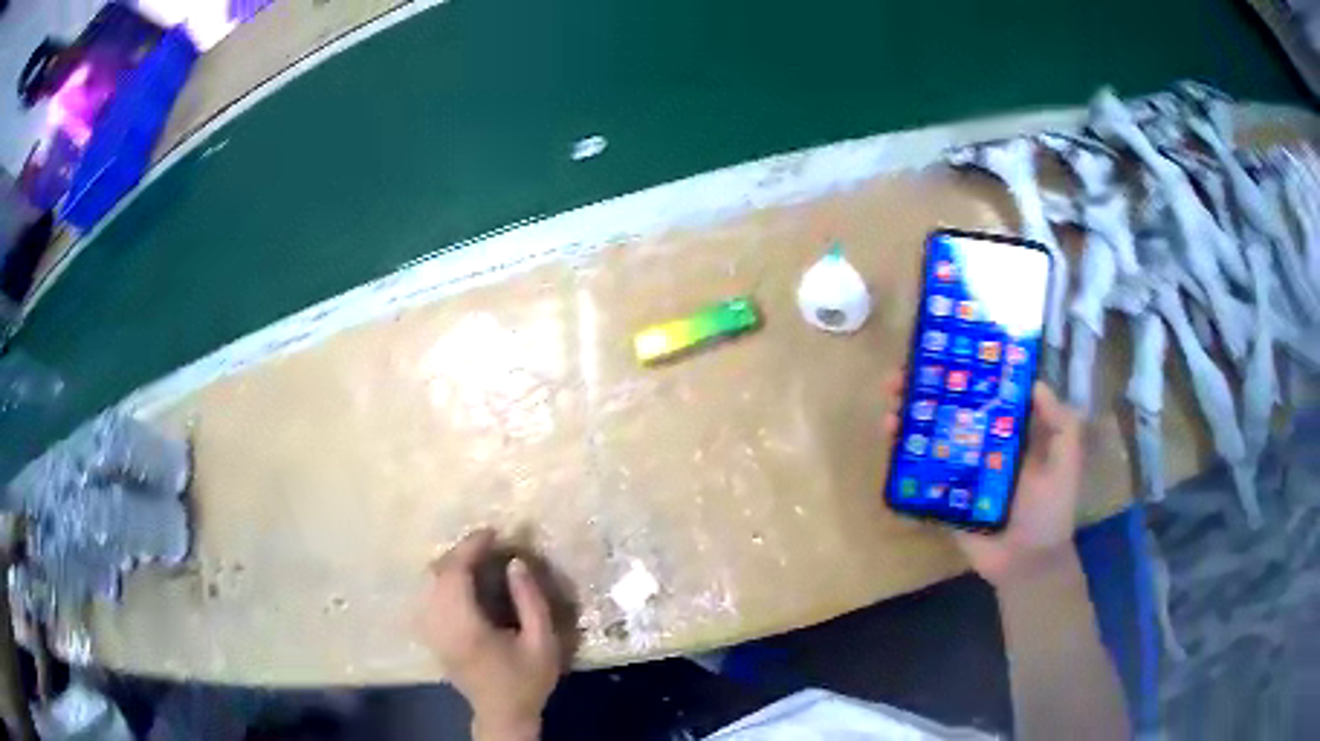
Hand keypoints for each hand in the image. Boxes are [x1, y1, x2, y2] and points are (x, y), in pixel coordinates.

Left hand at [421, 529, 561, 740]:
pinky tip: (462, 581)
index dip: (471, 547)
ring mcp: (431, 631)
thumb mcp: (542, 642)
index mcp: (466, 626)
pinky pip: (428, 595)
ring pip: (428, 582)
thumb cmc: (526, 680)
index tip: (493, 533)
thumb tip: (514, 563)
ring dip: (450, 564)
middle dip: (460, 551)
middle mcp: (440, 624)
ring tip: (476, 558)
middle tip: (487, 544)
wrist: (502, 714)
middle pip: (437, 573)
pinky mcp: (431, 636)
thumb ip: (530, 601)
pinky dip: (443, 579)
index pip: (456, 574)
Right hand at [884, 373, 1084, 587]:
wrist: (1029, 563)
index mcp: (1007, 433)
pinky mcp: (943, 500)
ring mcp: (959, 474)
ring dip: (907, 422)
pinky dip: (902, 463)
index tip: (941, 353)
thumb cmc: (1051, 510)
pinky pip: (920, 479)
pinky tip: (890, 445)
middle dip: (922, 393)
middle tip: (899, 379)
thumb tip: (1034, 383)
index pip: (981, 394)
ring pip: (929, 441)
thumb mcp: (1067, 461)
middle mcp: (980, 447)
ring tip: (889, 410)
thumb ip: (1060, 423)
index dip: (960, 373)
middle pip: (947, 412)